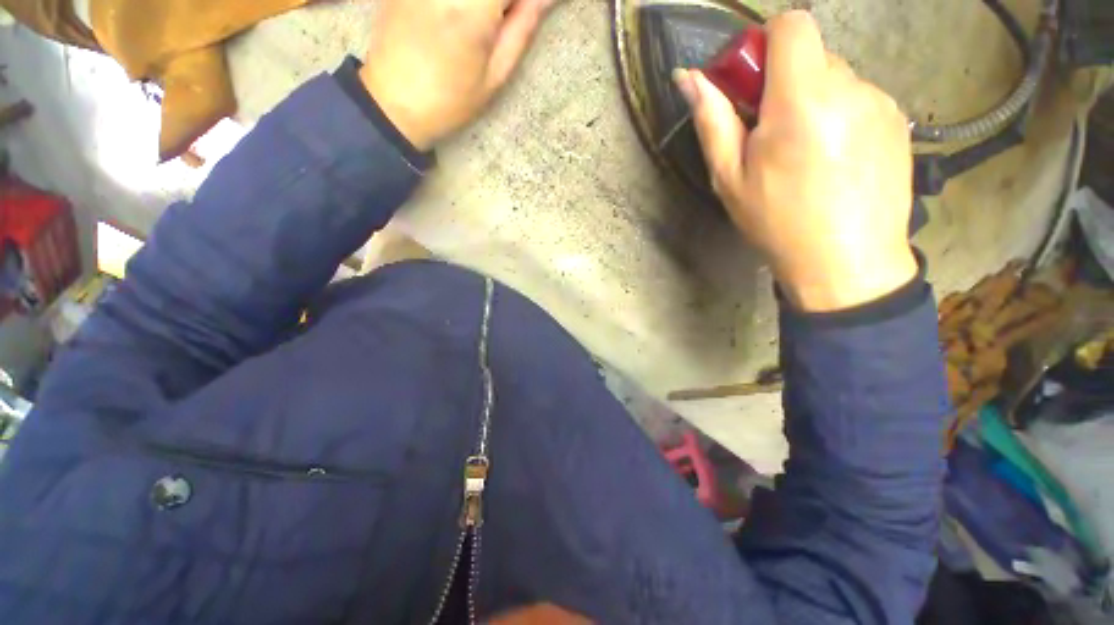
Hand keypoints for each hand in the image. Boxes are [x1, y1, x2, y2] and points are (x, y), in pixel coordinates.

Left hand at [360, 0, 557, 149]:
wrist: (394, 100)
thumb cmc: (451, 100)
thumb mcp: (495, 75)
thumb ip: (522, 28)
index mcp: (474, 6)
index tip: (537, 9)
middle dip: (506, 2)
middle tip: (510, 17)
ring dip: (488, 4)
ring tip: (490, 21)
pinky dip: (469, 3)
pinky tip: (466, 16)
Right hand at [675, 11, 917, 311]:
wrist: (846, 261)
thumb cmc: (777, 222)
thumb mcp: (730, 178)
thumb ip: (712, 121)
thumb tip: (689, 78)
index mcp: (802, 100)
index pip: (792, 25)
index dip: (766, 43)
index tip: (752, 84)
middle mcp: (849, 87)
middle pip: (811, 54)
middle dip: (784, 83)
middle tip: (769, 135)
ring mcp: (881, 102)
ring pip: (836, 78)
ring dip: (812, 102)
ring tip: (803, 154)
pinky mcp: (898, 120)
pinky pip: (859, 99)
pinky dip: (838, 116)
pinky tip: (832, 160)